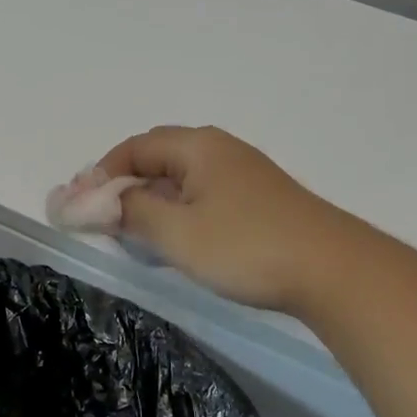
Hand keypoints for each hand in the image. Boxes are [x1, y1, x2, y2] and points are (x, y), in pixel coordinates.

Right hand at [99, 126, 372, 314]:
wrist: (335, 270)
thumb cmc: (247, 246)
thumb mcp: (178, 233)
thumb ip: (132, 212)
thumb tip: (99, 200)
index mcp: (197, 146)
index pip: (135, 148)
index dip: (102, 174)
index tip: (81, 205)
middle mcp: (219, 149)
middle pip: (158, 157)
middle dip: (125, 184)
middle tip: (102, 217)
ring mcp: (244, 173)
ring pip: (182, 177)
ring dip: (152, 199)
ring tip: (133, 231)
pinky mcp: (260, 198)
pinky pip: (204, 193)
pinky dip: (179, 209)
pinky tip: (178, 238)